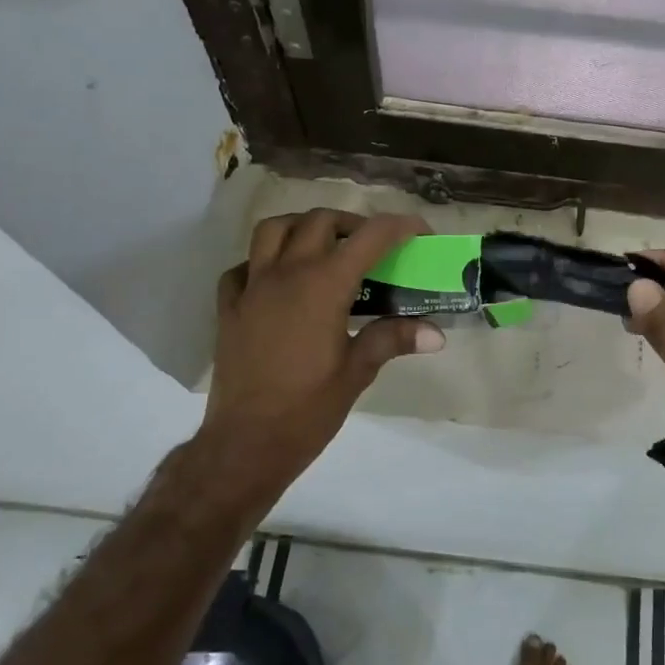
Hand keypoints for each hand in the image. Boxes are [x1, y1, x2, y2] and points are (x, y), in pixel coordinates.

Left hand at [202, 209, 443, 489]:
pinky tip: (279, 280)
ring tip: (323, 247)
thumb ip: (393, 339)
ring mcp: (251, 287)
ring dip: (303, 227)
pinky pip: (244, 265)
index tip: (419, 233)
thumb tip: (436, 334)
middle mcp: (286, 273)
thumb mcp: (357, 372)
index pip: (370, 236)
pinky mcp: (229, 307)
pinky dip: (264, 261)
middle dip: (353, 224)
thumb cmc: (307, 410)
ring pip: (274, 229)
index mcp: (324, 285)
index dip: (400, 226)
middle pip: (320, 221)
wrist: (245, 444)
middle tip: (372, 247)